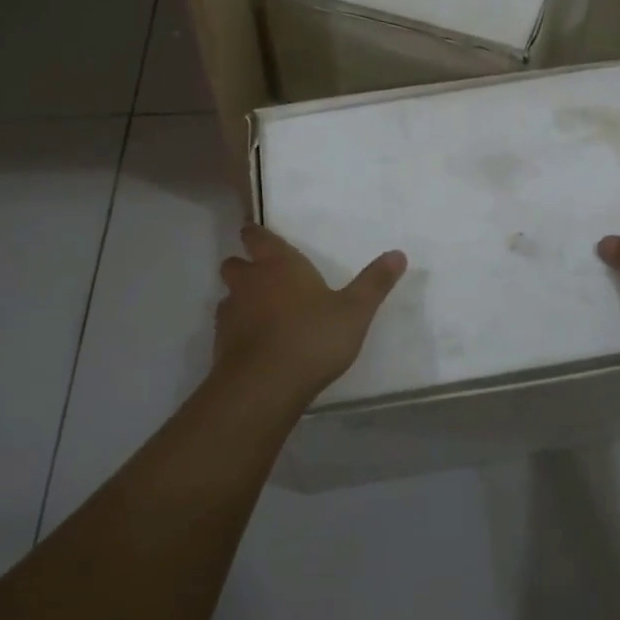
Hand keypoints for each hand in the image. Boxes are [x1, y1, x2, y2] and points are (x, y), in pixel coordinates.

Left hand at [214, 224, 406, 410]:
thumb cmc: (312, 338)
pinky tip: (256, 344)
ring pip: (228, 296)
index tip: (254, 234)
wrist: (265, 386)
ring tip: (261, 313)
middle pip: (234, 264)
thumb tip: (398, 254)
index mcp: (279, 264)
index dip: (255, 234)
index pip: (257, 237)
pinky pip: (227, 328)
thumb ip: (374, 283)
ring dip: (240, 299)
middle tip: (262, 275)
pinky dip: (238, 330)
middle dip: (244, 266)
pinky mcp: (220, 345)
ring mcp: (230, 314)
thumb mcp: (355, 311)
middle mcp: (250, 282)